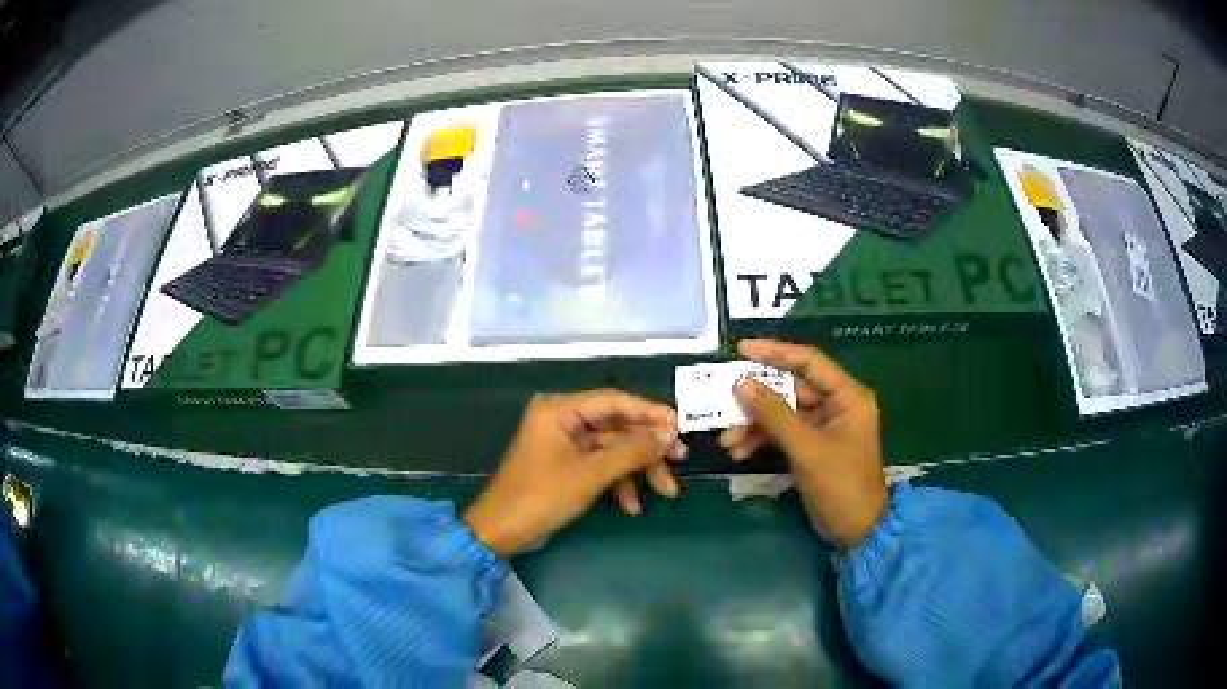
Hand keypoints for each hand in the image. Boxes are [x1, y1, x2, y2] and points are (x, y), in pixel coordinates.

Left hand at [463, 390, 686, 557]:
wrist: (501, 531)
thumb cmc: (542, 496)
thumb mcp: (591, 474)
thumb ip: (632, 451)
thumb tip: (668, 434)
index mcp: (559, 410)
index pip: (614, 400)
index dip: (649, 412)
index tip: (679, 426)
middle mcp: (561, 419)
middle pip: (616, 426)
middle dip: (647, 449)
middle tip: (678, 462)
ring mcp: (563, 443)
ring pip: (612, 449)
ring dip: (637, 470)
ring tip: (665, 492)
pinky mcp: (565, 465)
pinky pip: (599, 465)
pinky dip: (617, 483)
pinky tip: (631, 506)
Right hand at [720, 339, 887, 551]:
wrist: (856, 531)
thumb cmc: (840, 485)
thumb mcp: (806, 449)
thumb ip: (774, 415)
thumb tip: (741, 384)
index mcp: (847, 396)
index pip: (809, 362)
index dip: (775, 352)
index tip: (740, 349)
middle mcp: (837, 404)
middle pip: (791, 389)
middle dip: (757, 400)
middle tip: (723, 402)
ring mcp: (824, 426)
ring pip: (783, 413)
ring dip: (755, 425)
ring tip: (726, 440)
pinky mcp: (813, 446)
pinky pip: (783, 434)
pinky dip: (762, 440)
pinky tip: (739, 452)